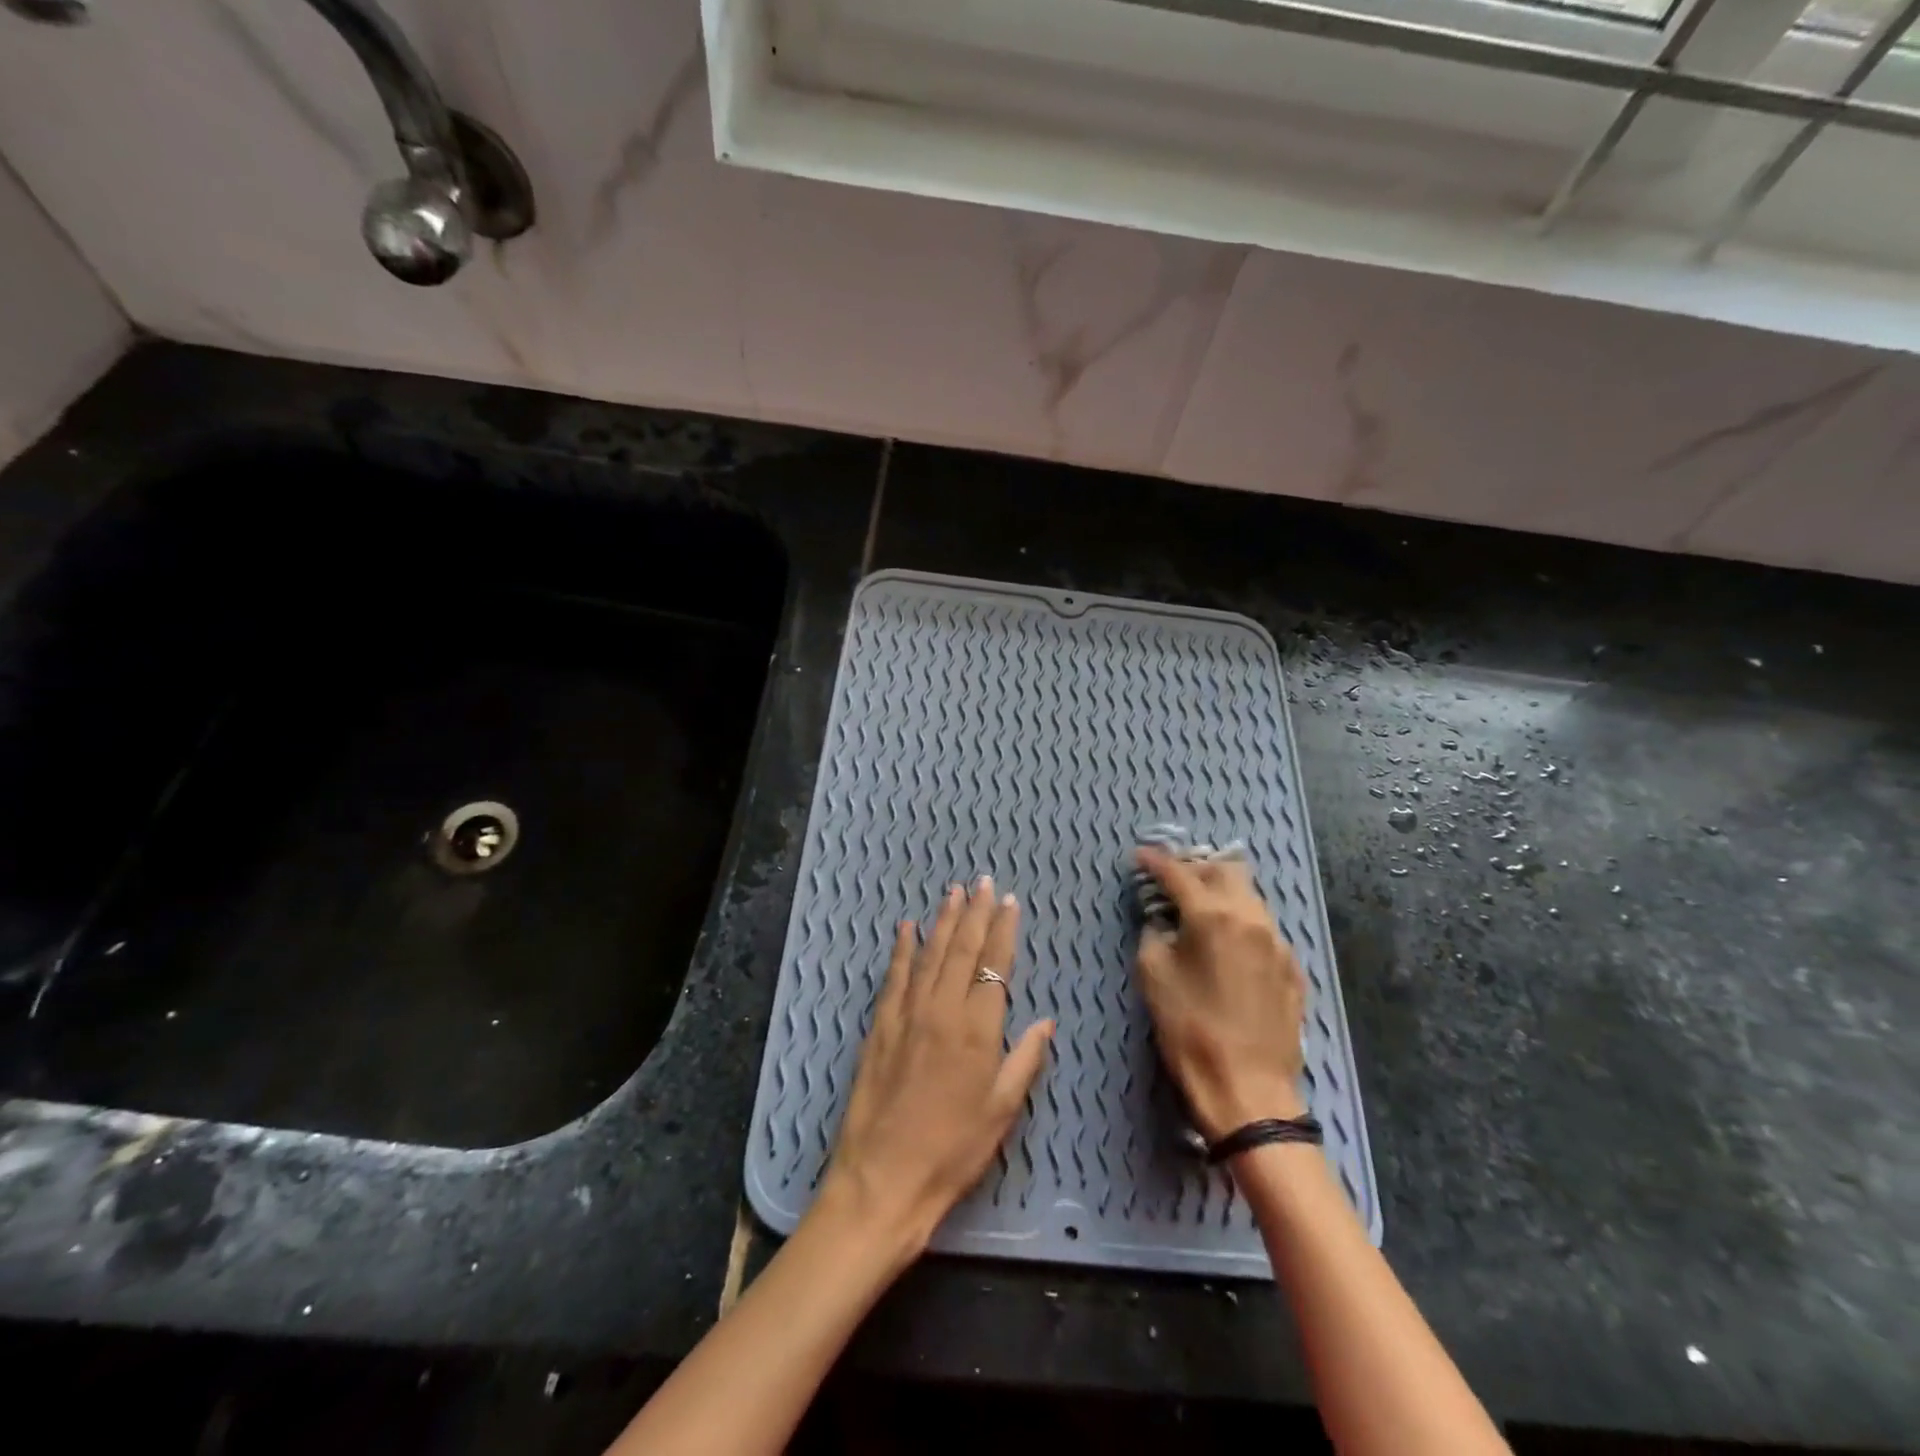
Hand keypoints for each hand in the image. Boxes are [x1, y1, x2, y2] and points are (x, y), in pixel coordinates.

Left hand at [822, 877, 1054, 1251]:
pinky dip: (901, 949)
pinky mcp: (880, 1025)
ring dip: (943, 921)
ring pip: (929, 954)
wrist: (883, 1178)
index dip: (1003, 931)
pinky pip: (894, 976)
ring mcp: (907, 1014)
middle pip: (962, 950)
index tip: (1009, 903)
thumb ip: (1024, 1059)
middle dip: (975, 913)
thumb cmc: (952, 1151)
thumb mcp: (1001, 1111)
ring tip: (953, 893)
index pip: (994, 965)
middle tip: (983, 882)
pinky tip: (906, 928)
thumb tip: (1045, 1021)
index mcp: (977, 1029)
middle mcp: (942, 1009)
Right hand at [1134, 848, 1307, 1139]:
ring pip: (1251, 897)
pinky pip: (1266, 929)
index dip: (1155, 861)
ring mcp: (1278, 943)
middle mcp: (1251, 918)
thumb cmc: (1190, 1030)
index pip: (1179, 873)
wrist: (1249, 1090)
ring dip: (1223, 892)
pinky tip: (1230, 942)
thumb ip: (1154, 934)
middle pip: (1225, 871)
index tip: (1139, 856)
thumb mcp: (1154, 976)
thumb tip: (1163, 921)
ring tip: (1202, 905)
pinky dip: (1243, 922)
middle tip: (1173, 879)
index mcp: (1213, 915)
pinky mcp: (1293, 968)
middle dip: (1196, 868)